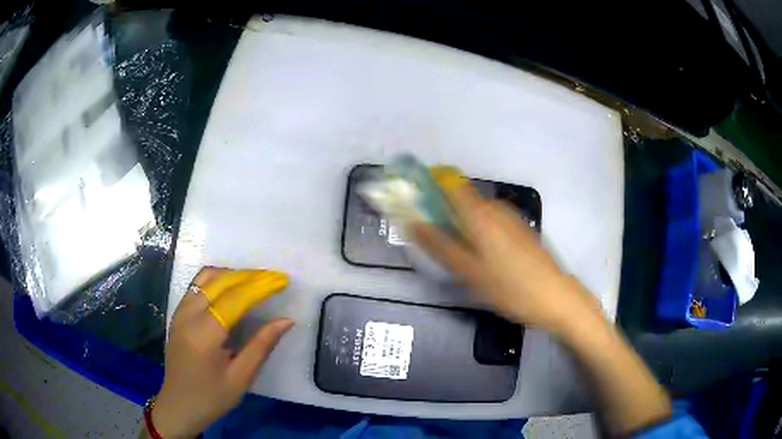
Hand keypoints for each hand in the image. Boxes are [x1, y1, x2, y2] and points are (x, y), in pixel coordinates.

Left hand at [150, 267, 293, 438]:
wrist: (178, 405)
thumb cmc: (212, 397)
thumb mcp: (241, 378)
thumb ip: (261, 346)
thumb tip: (286, 321)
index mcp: (205, 334)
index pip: (235, 298)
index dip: (260, 287)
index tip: (282, 281)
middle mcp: (189, 315)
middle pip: (220, 281)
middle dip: (249, 275)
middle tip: (273, 278)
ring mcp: (180, 312)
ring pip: (206, 278)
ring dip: (232, 274)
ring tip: (255, 280)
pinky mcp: (178, 314)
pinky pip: (197, 286)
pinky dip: (218, 280)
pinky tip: (232, 288)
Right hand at [413, 175, 600, 331]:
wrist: (554, 297)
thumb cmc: (510, 287)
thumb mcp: (469, 272)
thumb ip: (439, 246)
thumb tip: (413, 223)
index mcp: (480, 214)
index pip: (449, 183)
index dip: (430, 187)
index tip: (415, 204)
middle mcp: (495, 208)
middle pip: (461, 199)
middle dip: (443, 212)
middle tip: (432, 239)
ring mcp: (510, 218)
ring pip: (476, 212)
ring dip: (460, 223)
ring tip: (456, 253)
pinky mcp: (519, 229)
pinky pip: (490, 221)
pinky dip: (477, 231)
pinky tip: (481, 256)